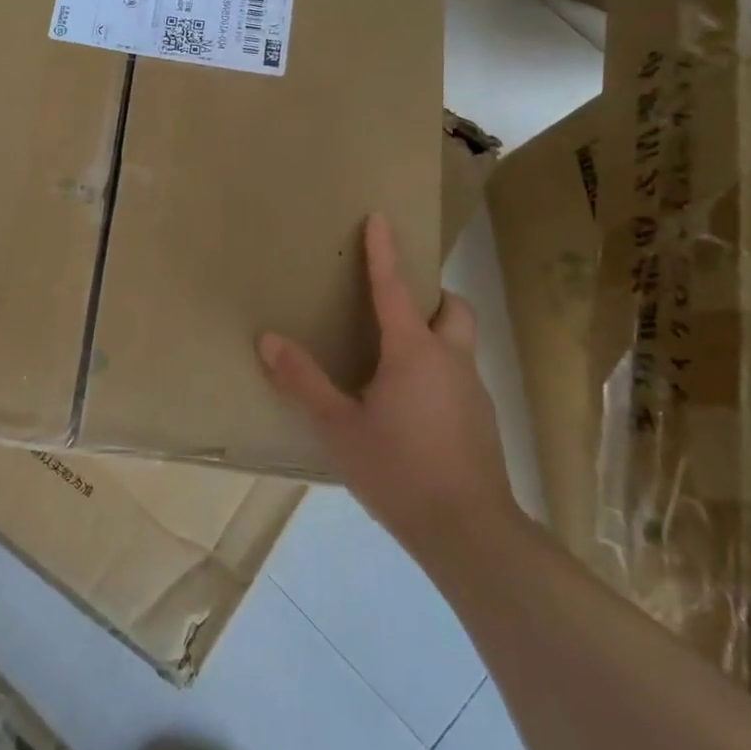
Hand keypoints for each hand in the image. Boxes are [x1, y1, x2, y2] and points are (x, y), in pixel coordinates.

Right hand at [258, 214, 517, 568]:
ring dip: (437, 333)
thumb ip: (303, 382)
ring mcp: (473, 391)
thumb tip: (268, 339)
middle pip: (452, 307)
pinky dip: (440, 371)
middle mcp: (450, 360)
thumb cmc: (398, 470)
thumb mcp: (338, 427)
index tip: (380, 217)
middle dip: (431, 294)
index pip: (395, 287)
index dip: (384, 251)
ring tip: (398, 358)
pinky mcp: (482, 421)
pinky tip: (414, 407)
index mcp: (413, 352)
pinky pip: (461, 376)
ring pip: (461, 342)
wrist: (469, 532)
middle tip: (399, 304)